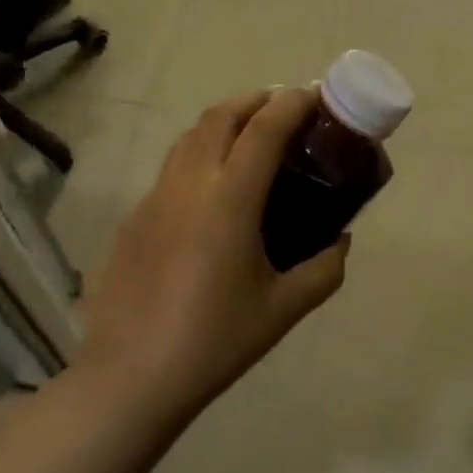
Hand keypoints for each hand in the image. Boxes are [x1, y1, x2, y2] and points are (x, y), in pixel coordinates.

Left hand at [76, 88, 349, 420]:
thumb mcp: (283, 309)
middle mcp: (189, 183)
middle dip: (256, 100)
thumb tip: (341, 242)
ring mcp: (155, 196)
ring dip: (225, 120)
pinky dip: (200, 151)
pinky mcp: (135, 216)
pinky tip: (213, 187)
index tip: (315, 96)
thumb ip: (324, 270)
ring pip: (191, 134)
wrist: (130, 377)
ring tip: (251, 137)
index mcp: (230, 199)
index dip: (293, 103)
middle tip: (285, 110)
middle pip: (221, 115)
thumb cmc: (215, 341)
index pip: (264, 128)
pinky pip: (173, 165)